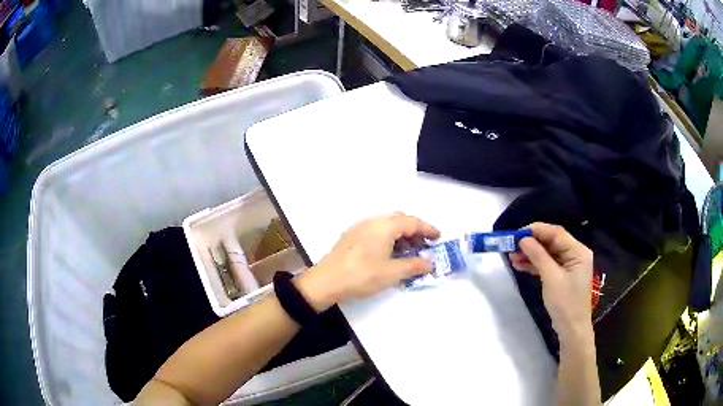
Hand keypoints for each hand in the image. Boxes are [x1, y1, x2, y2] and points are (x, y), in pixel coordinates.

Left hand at [296, 213, 440, 311]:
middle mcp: (372, 221)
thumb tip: (430, 264)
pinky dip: (388, 237)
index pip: (412, 222)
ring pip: (386, 224)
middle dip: (414, 230)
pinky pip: (376, 230)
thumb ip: (414, 266)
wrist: (326, 282)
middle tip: (424, 245)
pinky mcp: (351, 236)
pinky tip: (389, 254)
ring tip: (408, 253)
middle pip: (399, 219)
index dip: (427, 229)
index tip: (438, 238)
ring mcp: (359, 228)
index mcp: (384, 226)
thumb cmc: (361, 276)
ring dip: (401, 234)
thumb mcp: (391, 273)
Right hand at [509, 223, 593, 344]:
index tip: (517, 234)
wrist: (572, 329)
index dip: (536, 231)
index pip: (556, 233)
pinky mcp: (561, 276)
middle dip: (531, 243)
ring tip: (512, 257)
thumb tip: (523, 240)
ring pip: (547, 253)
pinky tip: (520, 265)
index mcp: (578, 251)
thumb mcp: (551, 278)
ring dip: (530, 254)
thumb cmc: (565, 303)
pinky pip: (547, 264)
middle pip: (551, 242)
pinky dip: (534, 264)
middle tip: (512, 246)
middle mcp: (574, 254)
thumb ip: (539, 256)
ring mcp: (568, 265)